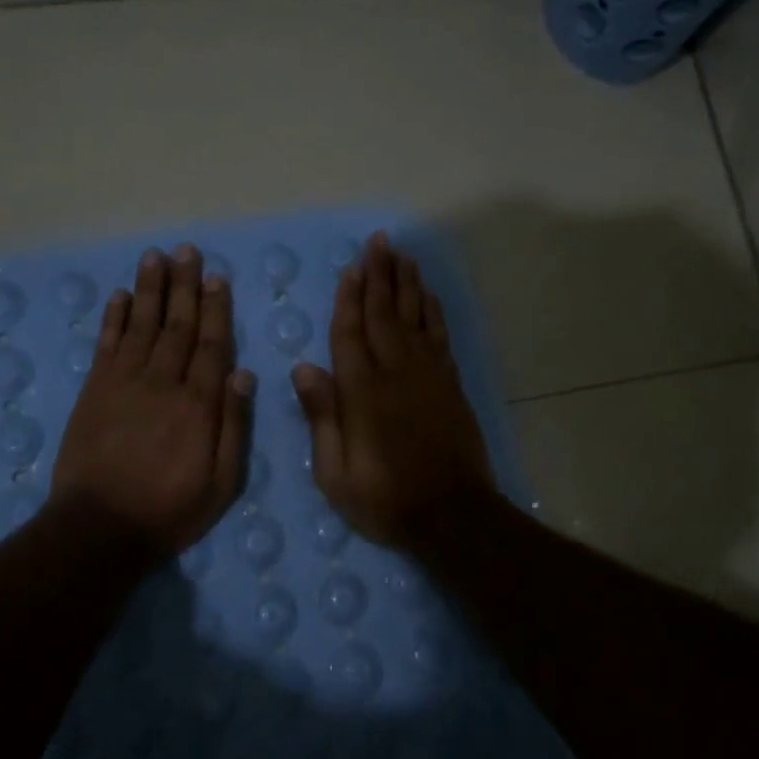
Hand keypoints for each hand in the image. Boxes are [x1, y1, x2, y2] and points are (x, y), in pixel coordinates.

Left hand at [51, 244, 254, 553]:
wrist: (99, 526)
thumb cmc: (169, 508)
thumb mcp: (221, 482)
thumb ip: (234, 426)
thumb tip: (244, 373)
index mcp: (198, 404)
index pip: (211, 344)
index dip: (215, 308)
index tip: (217, 277)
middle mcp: (162, 382)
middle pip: (177, 325)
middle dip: (184, 286)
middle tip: (186, 251)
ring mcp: (124, 382)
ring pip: (141, 325)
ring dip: (150, 289)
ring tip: (155, 257)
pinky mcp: (94, 390)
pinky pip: (106, 344)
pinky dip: (113, 317)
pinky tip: (120, 295)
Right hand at [292, 231, 496, 550]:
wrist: (453, 516)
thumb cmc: (386, 500)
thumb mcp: (336, 473)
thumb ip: (322, 417)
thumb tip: (304, 367)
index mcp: (362, 393)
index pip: (350, 334)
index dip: (349, 299)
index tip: (351, 268)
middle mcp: (396, 373)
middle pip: (384, 314)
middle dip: (380, 276)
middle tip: (379, 242)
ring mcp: (428, 376)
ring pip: (415, 318)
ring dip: (407, 284)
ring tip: (402, 255)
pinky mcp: (450, 385)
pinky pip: (439, 337)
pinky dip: (433, 312)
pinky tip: (427, 295)